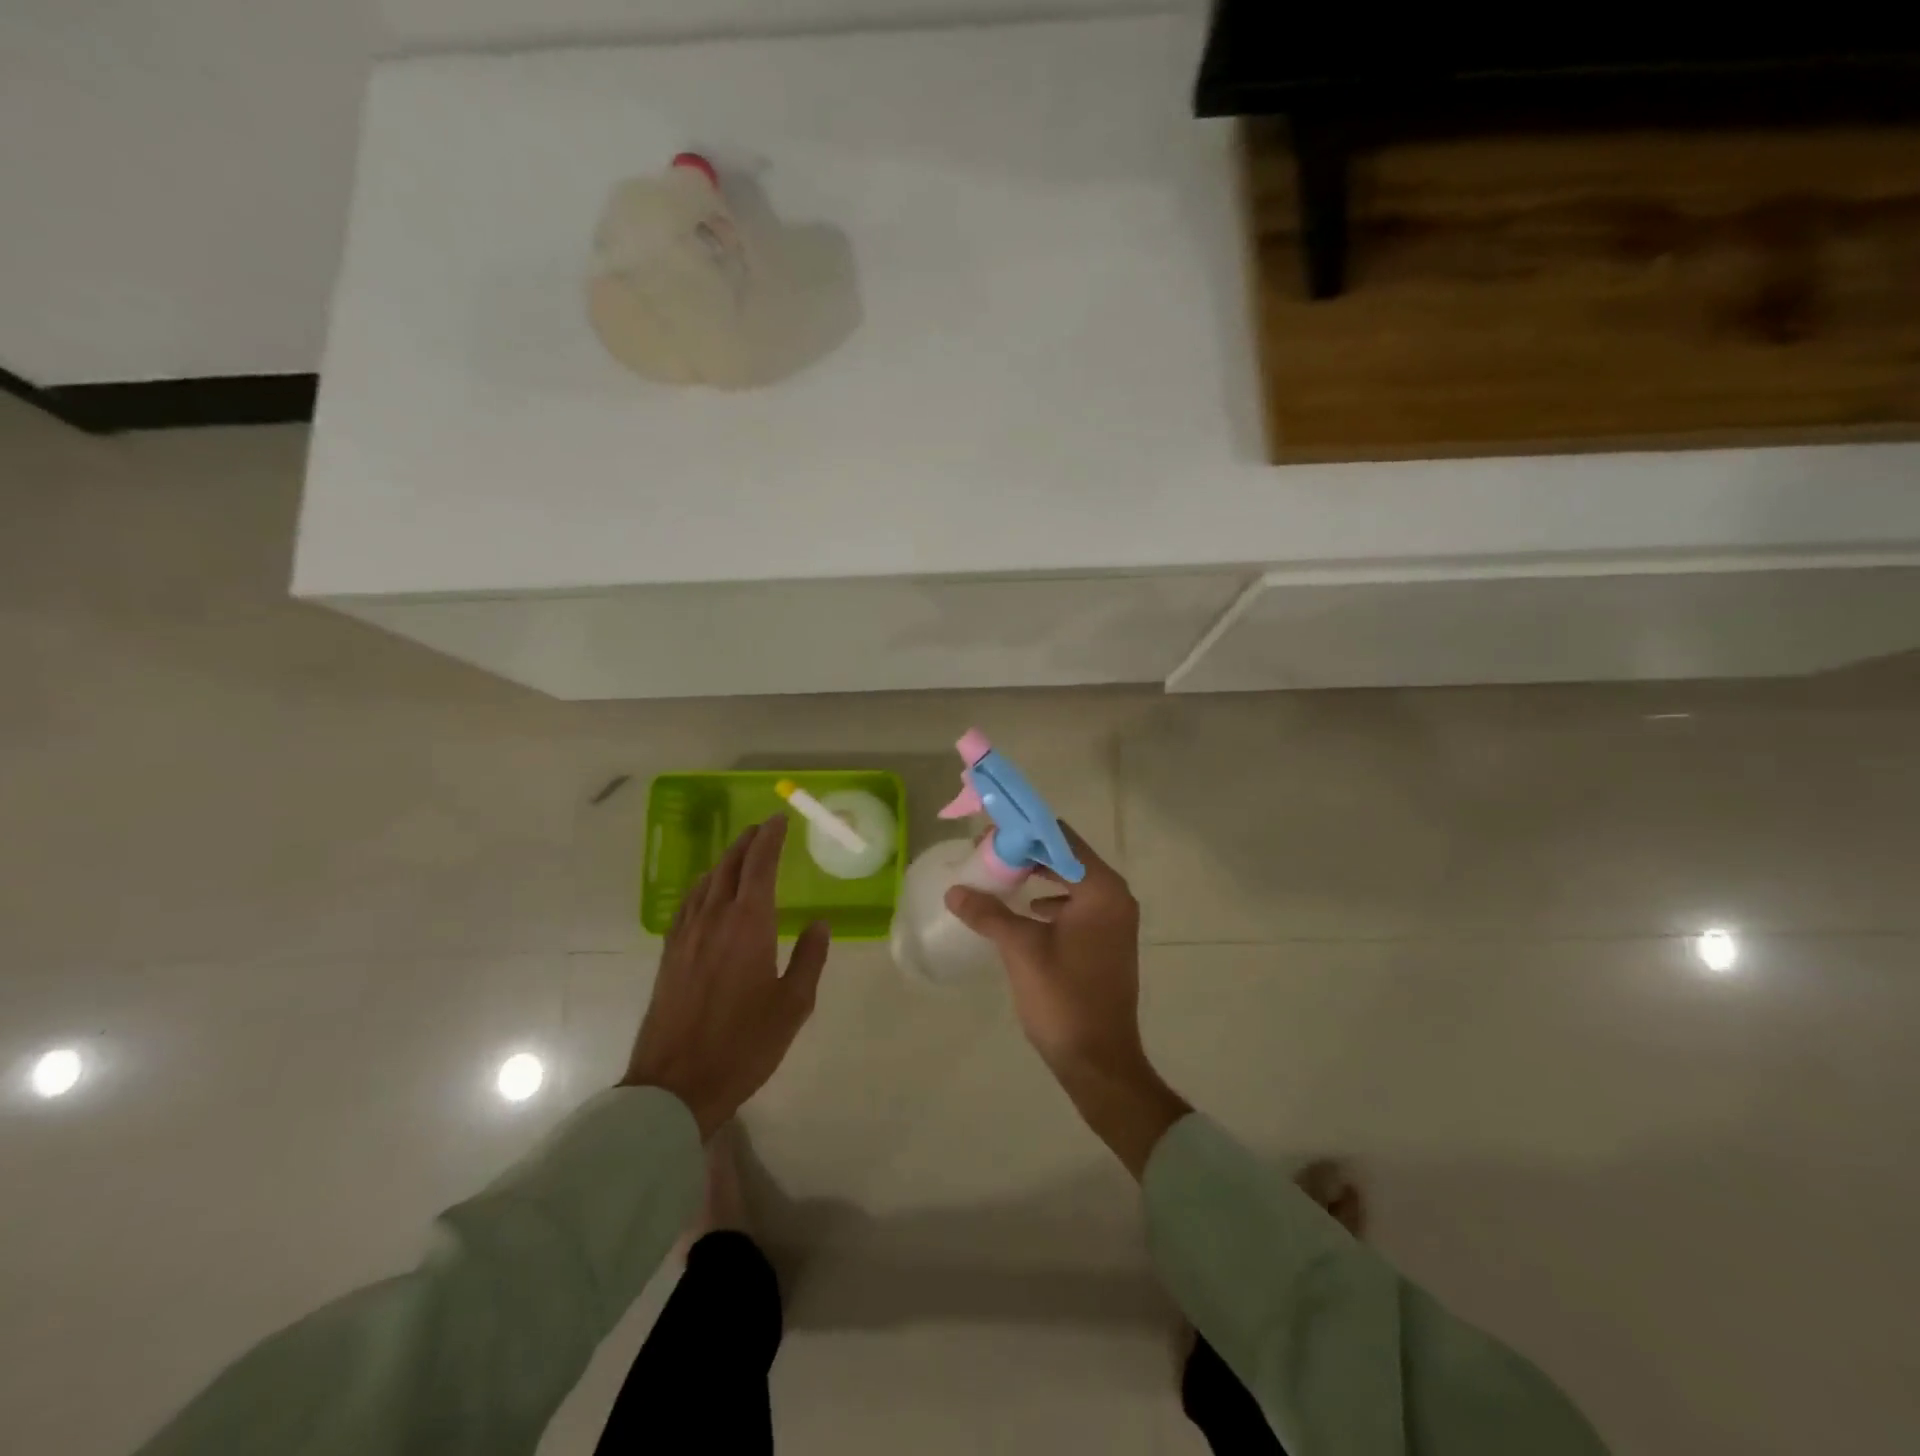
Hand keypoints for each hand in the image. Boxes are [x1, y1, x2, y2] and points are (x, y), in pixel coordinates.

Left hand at [623, 816, 829, 1137]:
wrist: (676, 1084)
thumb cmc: (744, 1045)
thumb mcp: (793, 1005)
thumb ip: (809, 959)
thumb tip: (820, 924)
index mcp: (748, 925)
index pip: (759, 866)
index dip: (770, 839)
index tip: (779, 820)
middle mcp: (714, 919)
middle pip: (729, 867)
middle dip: (747, 843)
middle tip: (762, 828)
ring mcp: (686, 936)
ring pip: (705, 883)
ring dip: (725, 861)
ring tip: (739, 853)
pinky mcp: (669, 955)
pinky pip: (688, 904)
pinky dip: (703, 886)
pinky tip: (706, 893)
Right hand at [944, 823, 1188, 1177]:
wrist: (1099, 1061)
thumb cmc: (1064, 998)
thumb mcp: (1021, 950)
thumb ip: (988, 913)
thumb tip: (955, 890)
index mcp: (1101, 889)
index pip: (1059, 838)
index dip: (1022, 832)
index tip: (987, 835)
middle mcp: (1114, 896)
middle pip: (1065, 855)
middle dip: (1026, 852)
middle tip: (985, 854)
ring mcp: (1114, 920)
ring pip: (1070, 880)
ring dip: (1036, 874)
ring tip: (998, 876)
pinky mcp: (1107, 940)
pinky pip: (1075, 904)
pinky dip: (1050, 899)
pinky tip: (1026, 910)